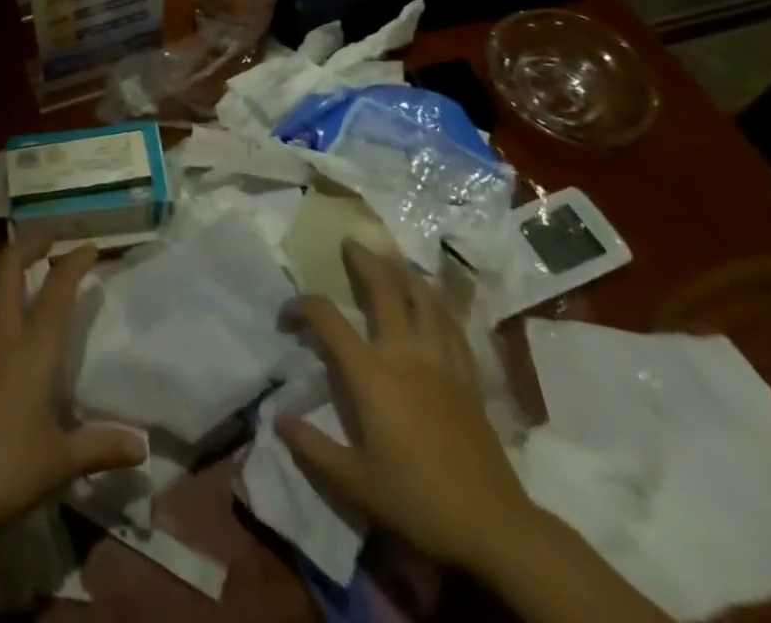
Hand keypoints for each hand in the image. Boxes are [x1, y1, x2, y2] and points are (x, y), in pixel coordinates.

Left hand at [0, 234, 146, 536]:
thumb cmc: (7, 473)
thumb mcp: (62, 462)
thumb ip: (102, 447)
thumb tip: (143, 446)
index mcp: (33, 351)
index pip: (58, 291)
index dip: (74, 262)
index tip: (88, 247)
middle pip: (9, 267)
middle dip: (29, 244)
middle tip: (45, 239)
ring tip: (2, 263)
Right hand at [277, 240, 536, 575]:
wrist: (494, 526)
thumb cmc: (418, 501)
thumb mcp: (354, 483)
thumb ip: (312, 447)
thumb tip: (277, 419)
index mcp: (372, 375)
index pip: (327, 319)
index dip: (301, 307)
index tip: (286, 317)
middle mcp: (405, 355)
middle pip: (384, 289)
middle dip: (364, 261)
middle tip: (350, 243)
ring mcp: (441, 362)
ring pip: (424, 298)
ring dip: (404, 272)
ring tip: (392, 258)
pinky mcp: (468, 377)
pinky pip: (452, 325)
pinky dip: (439, 303)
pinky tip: (434, 299)